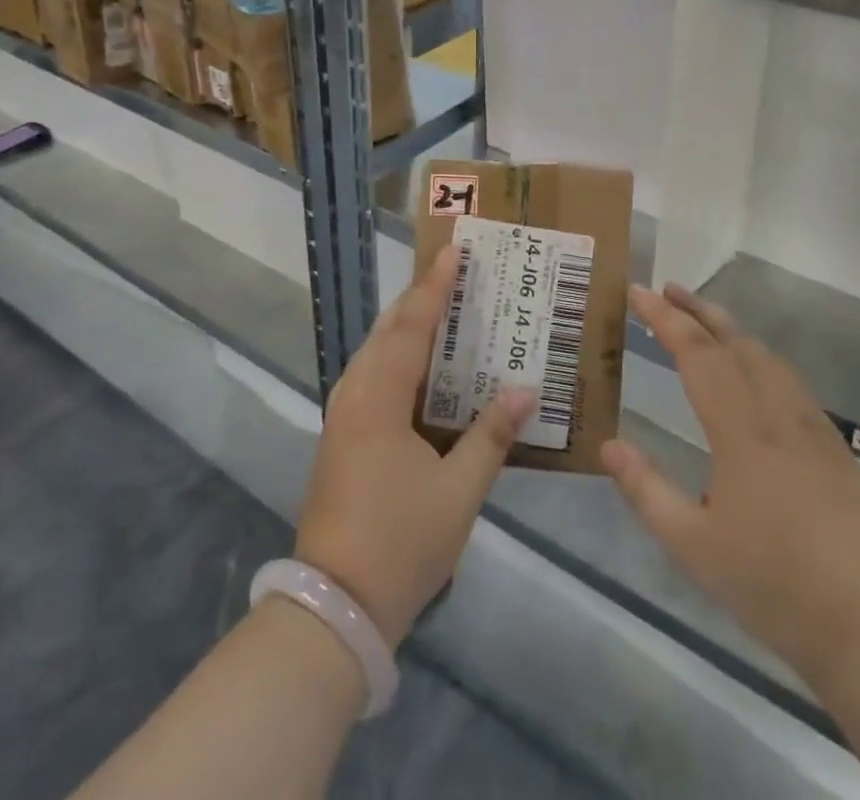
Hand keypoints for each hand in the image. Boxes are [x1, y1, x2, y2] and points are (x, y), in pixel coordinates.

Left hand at [295, 245, 533, 646]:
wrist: (334, 607)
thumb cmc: (401, 542)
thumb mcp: (459, 490)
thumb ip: (492, 435)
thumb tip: (525, 390)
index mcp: (379, 400)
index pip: (411, 327)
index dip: (434, 287)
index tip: (454, 251)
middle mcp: (354, 396)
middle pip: (387, 331)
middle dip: (419, 298)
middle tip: (454, 273)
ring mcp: (342, 417)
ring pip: (374, 353)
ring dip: (405, 326)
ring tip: (441, 308)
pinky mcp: (340, 437)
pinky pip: (370, 376)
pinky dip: (396, 356)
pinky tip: (419, 366)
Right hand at [601, 284, 859, 691]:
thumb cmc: (775, 585)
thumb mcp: (694, 547)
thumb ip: (647, 491)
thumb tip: (607, 446)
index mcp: (741, 430)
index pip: (697, 354)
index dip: (664, 319)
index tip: (637, 291)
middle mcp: (777, 413)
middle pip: (734, 341)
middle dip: (697, 310)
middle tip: (666, 289)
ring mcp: (812, 425)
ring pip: (767, 356)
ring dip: (730, 329)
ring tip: (703, 320)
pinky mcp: (834, 444)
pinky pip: (789, 379)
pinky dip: (759, 356)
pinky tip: (754, 372)